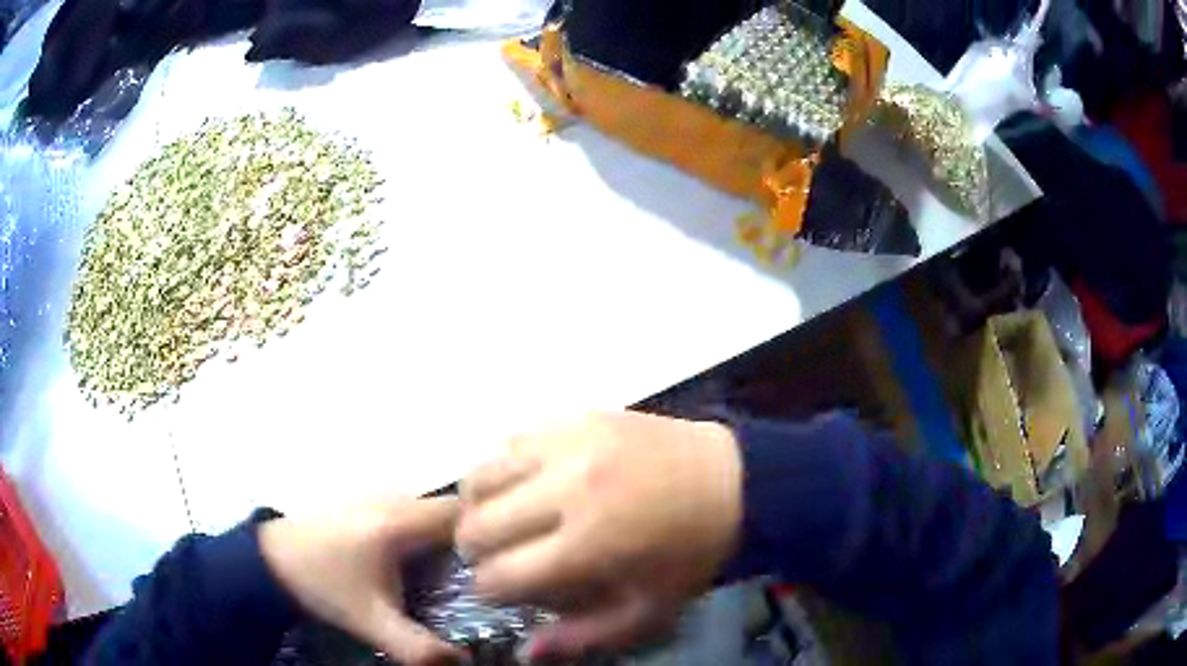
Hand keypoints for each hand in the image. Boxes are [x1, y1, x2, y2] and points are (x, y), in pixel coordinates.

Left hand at [259, 497, 466, 665]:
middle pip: (448, 509)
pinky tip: (412, 560)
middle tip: (478, 574)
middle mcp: (392, 497)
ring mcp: (375, 494)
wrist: (268, 561)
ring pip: (428, 509)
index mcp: (398, 522)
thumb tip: (465, 662)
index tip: (496, 565)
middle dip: (468, 538)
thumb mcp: (370, 622)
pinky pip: (408, 510)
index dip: (486, 534)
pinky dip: (421, 531)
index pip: (462, 513)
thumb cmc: (322, 586)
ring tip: (451, 571)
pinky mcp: (362, 500)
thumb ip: (418, 646)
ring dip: (443, 535)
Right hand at [456, 412, 743, 660]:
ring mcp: (567, 444)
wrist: (734, 481)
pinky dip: (503, 468)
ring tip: (502, 518)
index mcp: (588, 545)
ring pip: (479, 476)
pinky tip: (525, 483)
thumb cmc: (691, 554)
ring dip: (479, 506)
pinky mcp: (574, 415)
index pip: (497, 576)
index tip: (501, 591)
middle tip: (499, 557)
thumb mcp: (647, 612)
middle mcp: (567, 489)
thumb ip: (583, 637)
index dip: (488, 591)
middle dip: (475, 552)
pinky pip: (508, 440)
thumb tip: (525, 652)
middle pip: (475, 526)